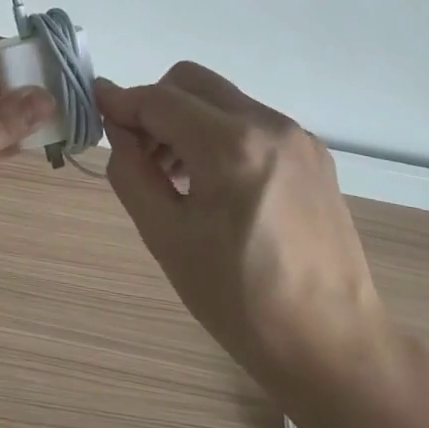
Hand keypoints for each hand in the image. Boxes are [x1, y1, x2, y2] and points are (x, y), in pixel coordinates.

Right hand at [95, 63, 399, 421]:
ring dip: (186, 119)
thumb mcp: (165, 237)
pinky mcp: (313, 154)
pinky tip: (215, 185)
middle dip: (154, 104)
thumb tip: (116, 128)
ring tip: (174, 175)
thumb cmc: (239, 299)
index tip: (95, 111)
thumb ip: (130, 171)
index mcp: (230, 147)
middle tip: (139, 151)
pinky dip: (219, 134)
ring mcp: (297, 137)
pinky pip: (250, 121)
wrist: (334, 345)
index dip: (120, 102)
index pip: (158, 100)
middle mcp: (268, 125)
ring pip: (221, 99)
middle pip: (190, 82)